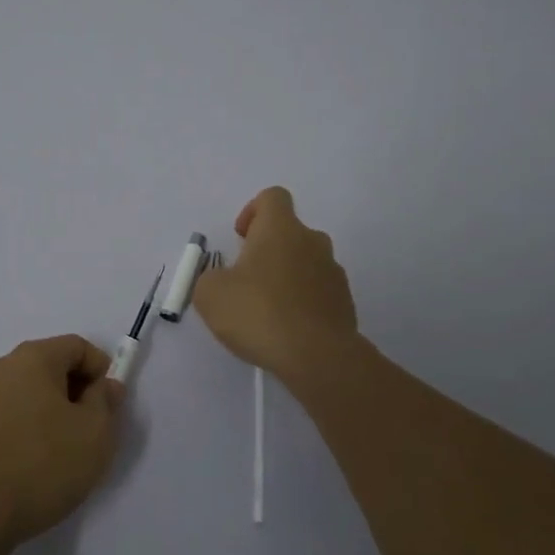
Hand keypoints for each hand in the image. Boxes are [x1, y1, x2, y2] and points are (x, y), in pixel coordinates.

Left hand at [0, 335, 124, 549]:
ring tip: (60, 450)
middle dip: (75, 391)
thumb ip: (106, 400)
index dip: (100, 370)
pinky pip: (5, 415)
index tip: (110, 404)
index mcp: (32, 358)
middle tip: (90, 428)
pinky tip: (30, 462)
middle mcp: (0, 367)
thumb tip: (105, 385)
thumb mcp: (95, 433)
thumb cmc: (43, 466)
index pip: (76, 346)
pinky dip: (23, 427)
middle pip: (49, 366)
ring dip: (48, 410)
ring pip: (26, 392)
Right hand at [192, 186, 359, 392]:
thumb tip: (222, 279)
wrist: (318, 357)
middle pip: (290, 231)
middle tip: (248, 280)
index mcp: (281, 228)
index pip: (273, 197)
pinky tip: (288, 329)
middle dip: (268, 250)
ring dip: (287, 276)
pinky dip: (303, 301)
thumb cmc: (259, 313)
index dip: (253, 211)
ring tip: (268, 310)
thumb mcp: (210, 295)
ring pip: (306, 262)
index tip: (241, 238)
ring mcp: (333, 271)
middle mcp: (312, 240)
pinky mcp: (345, 301)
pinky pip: (319, 291)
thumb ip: (210, 278)